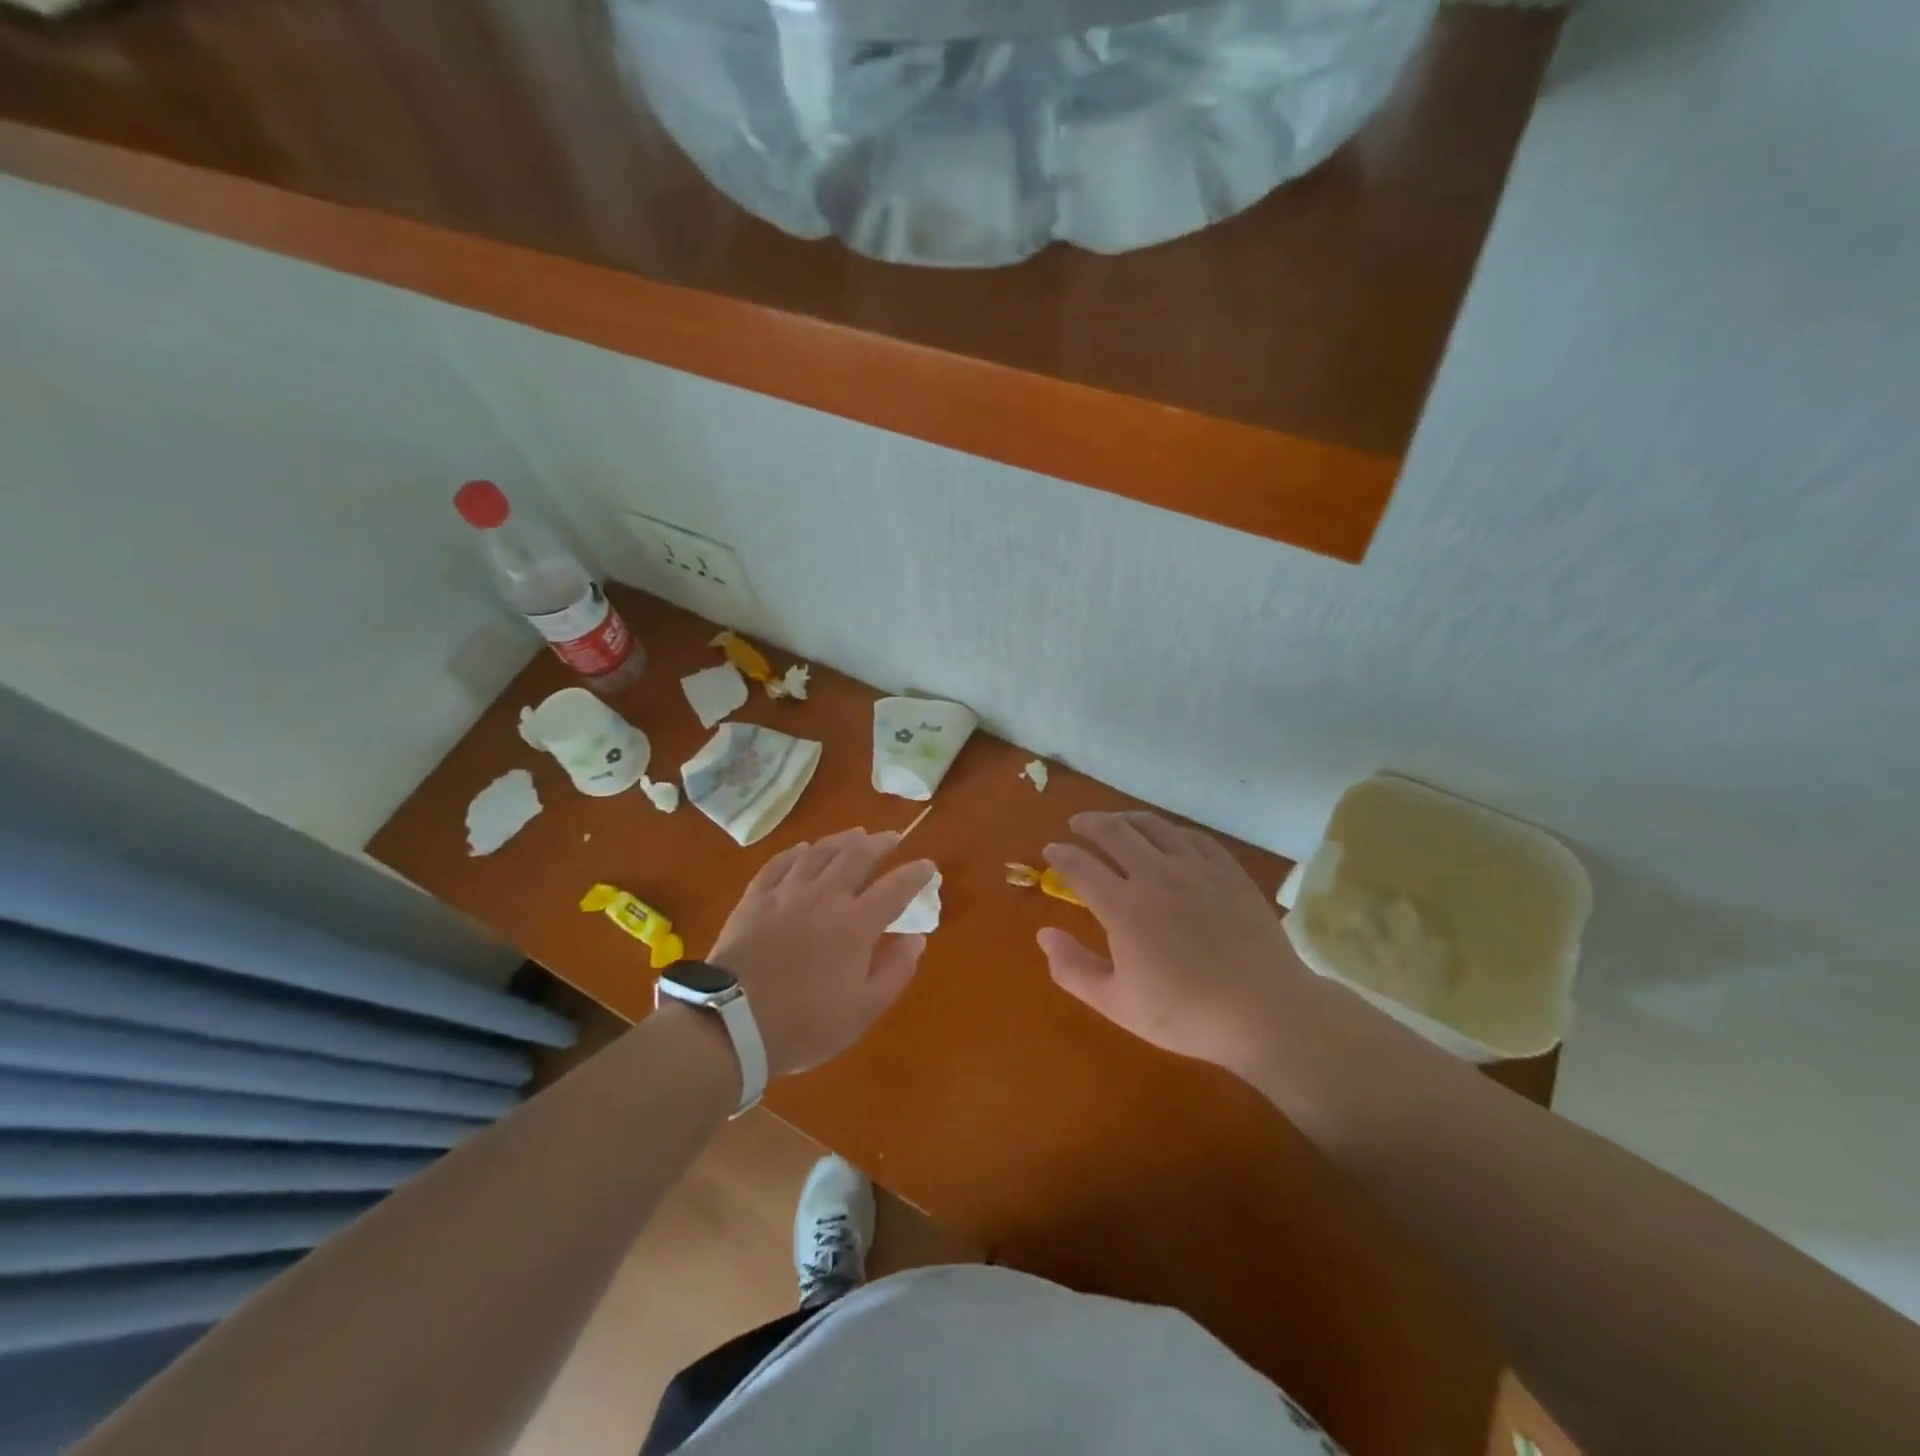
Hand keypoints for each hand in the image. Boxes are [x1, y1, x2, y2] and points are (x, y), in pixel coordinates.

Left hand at [709, 829, 935, 1077]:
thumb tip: (917, 939)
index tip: (929, 866)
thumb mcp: (862, 1011)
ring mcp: (787, 893)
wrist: (732, 1023)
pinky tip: (803, 849)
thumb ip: (895, 971)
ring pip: (819, 853)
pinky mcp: (755, 899)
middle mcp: (825, 897)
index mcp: (856, 924)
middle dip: (879, 843)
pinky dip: (796, 852)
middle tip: (891, 837)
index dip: (916, 874)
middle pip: (857, 856)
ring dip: (841, 840)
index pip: (895, 888)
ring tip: (855, 834)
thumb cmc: (804, 1024)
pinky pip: (779, 863)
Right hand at [1038, 811, 1305, 1073]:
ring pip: (1153, 826)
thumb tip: (1044, 934)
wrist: (1265, 1012)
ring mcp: (1195, 868)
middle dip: (1089, 824)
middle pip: (1114, 832)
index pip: (1080, 866)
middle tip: (1077, 824)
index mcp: (1123, 907)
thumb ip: (1073, 969)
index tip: (1050, 849)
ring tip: (1116, 821)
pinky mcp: (1227, 871)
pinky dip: (1169, 830)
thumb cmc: (1186, 1014)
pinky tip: (1167, 836)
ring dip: (1126, 819)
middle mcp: (1155, 875)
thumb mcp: (1117, 1004)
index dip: (1060, 855)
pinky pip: (1192, 836)